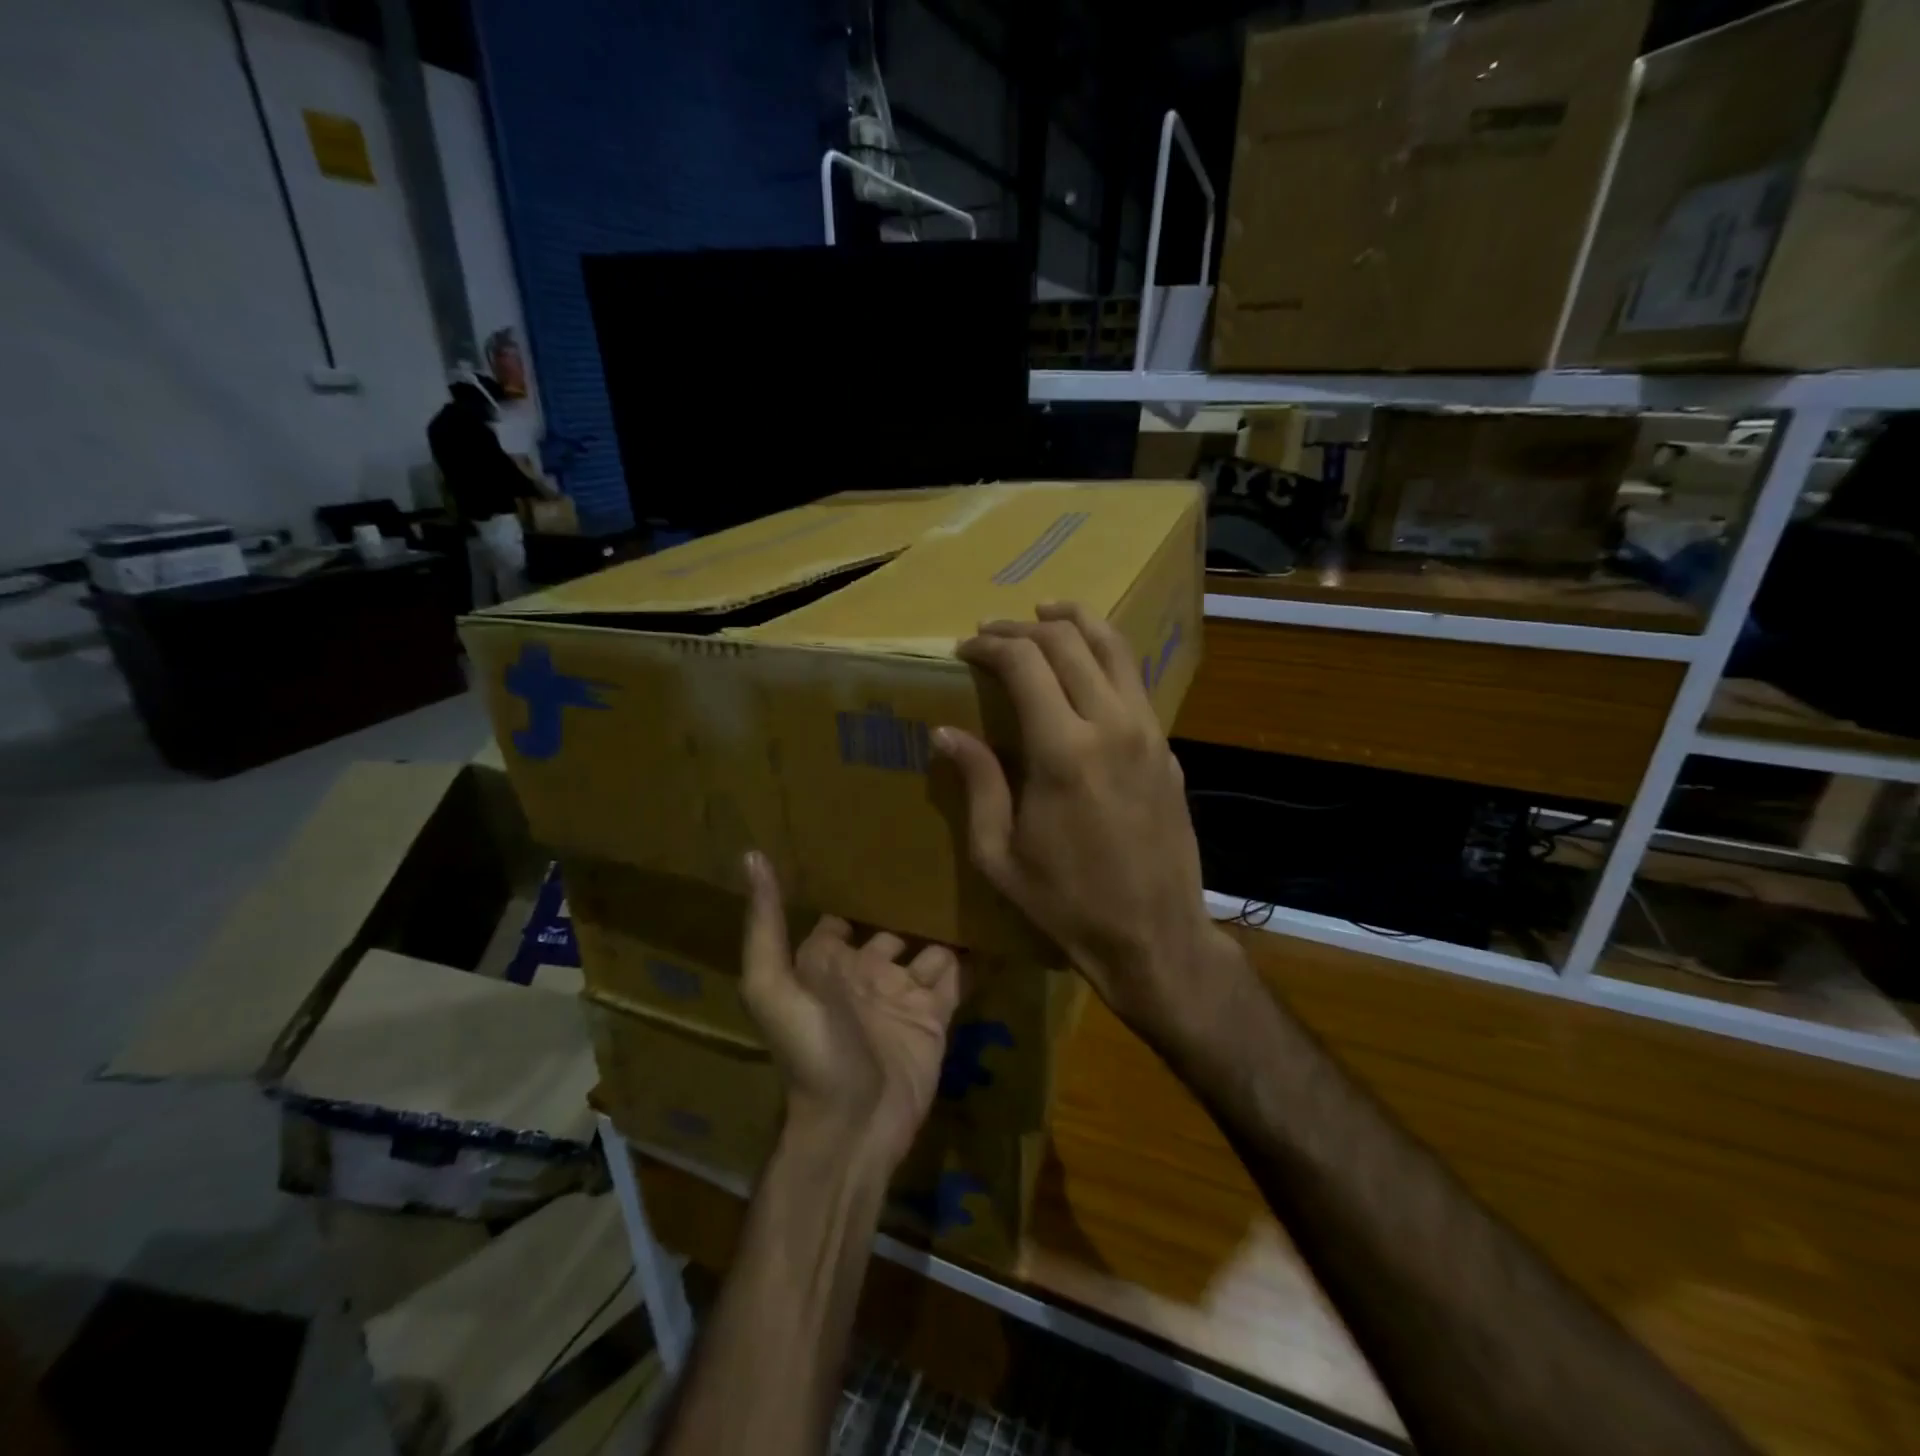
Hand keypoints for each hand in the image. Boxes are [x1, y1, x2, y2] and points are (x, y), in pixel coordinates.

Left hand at [740, 852, 961, 1169]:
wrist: (854, 1128)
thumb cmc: (812, 1052)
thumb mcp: (774, 987)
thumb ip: (766, 926)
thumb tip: (752, 855)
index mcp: (829, 962)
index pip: (842, 912)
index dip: (856, 884)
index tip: (877, 842)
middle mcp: (868, 971)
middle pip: (892, 924)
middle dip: (910, 898)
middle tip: (940, 854)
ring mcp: (904, 993)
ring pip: (930, 947)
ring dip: (946, 923)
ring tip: (973, 881)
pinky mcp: (936, 1016)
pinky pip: (957, 978)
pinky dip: (973, 956)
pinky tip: (993, 924)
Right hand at [935, 603, 1229, 1038]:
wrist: (1154, 937)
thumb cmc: (1067, 904)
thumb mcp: (999, 854)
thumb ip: (977, 782)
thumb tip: (946, 731)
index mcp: (1062, 751)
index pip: (1024, 663)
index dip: (990, 645)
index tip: (964, 648)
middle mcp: (1111, 725)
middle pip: (1069, 641)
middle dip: (1024, 627)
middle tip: (993, 632)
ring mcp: (1148, 733)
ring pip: (1114, 648)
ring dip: (1076, 623)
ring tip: (1046, 614)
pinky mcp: (1167, 748)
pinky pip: (1134, 682)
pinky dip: (1105, 657)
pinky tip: (1084, 669)